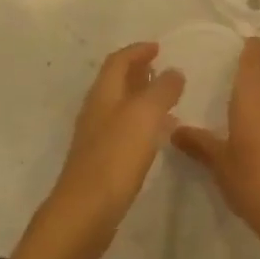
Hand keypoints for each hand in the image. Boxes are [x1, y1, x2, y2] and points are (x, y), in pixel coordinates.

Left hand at [41, 43, 183, 258]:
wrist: (86, 211)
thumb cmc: (115, 156)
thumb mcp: (145, 115)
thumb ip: (161, 90)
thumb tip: (173, 71)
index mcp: (104, 93)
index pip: (118, 61)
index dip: (137, 51)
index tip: (158, 47)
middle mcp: (96, 110)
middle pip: (116, 82)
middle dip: (139, 72)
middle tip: (163, 69)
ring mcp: (96, 136)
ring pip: (121, 106)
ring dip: (142, 98)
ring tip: (167, 101)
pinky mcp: (102, 161)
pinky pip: (124, 130)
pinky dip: (141, 123)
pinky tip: (157, 137)